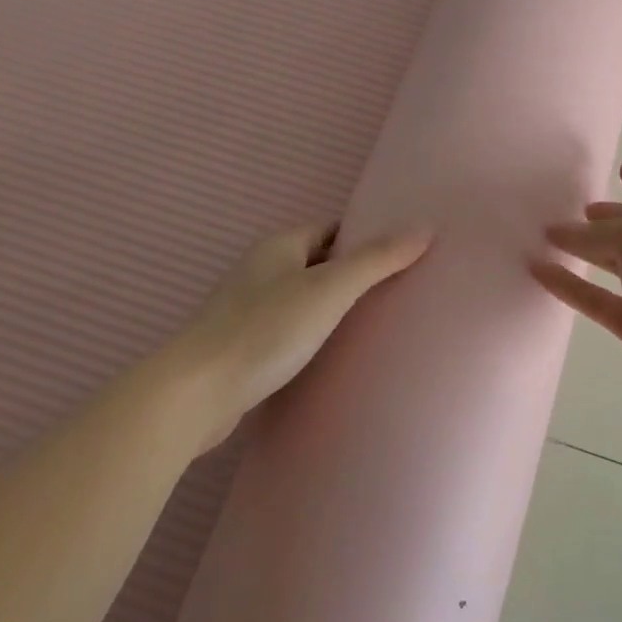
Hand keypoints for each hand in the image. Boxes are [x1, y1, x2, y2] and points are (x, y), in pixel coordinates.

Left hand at [137, 222, 432, 454]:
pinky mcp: (242, 347)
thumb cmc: (267, 329)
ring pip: (303, 299)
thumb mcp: (331, 289)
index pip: (332, 230)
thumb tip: (425, 227)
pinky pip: (289, 330)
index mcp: (279, 246)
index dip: (366, 238)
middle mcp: (261, 270)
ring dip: (332, 308)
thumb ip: (378, 259)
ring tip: (374, 325)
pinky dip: (312, 335)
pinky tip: (333, 355)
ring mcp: (247, 310)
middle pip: (319, 263)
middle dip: (353, 274)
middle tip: (397, 291)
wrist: (196, 394)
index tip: (401, 255)